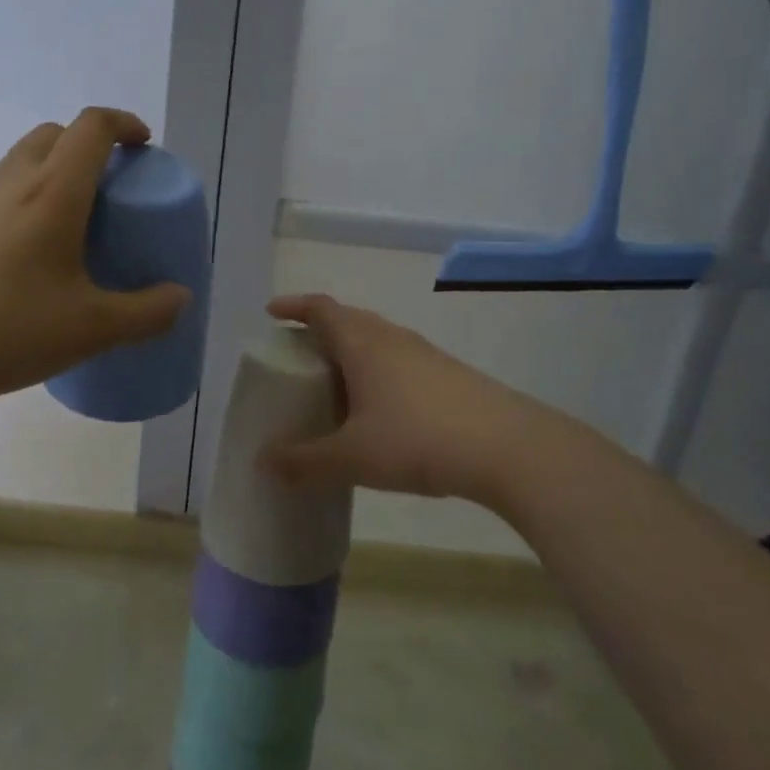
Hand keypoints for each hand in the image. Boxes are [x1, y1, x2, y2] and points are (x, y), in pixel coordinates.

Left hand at [0, 108, 191, 412]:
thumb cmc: (5, 329)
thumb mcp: (90, 329)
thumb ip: (146, 313)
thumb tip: (180, 298)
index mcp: (52, 191)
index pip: (92, 127)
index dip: (123, 124)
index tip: (143, 145)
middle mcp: (9, 181)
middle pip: (53, 135)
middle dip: (87, 146)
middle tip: (108, 191)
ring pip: (18, 163)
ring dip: (50, 175)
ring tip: (66, 230)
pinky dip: (18, 204)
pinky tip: (18, 262)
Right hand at [259, 294, 544, 509]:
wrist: (507, 447)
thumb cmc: (418, 439)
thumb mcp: (353, 457)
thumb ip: (304, 461)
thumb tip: (262, 462)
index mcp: (362, 342)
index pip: (321, 308)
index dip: (294, 307)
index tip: (272, 314)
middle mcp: (391, 337)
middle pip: (348, 319)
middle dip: (319, 331)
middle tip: (297, 357)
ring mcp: (424, 353)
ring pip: (376, 341)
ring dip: (350, 353)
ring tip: (334, 386)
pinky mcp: (447, 374)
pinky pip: (398, 360)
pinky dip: (377, 372)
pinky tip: (379, 410)